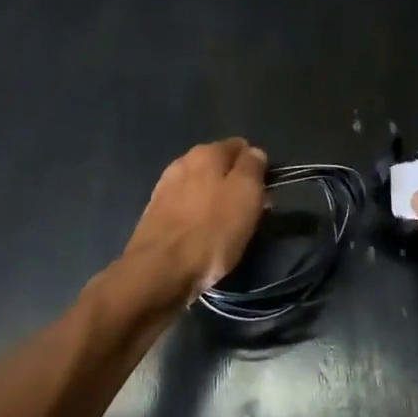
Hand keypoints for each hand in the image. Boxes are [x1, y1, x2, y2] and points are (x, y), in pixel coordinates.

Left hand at [123, 138, 268, 300]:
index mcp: (207, 152)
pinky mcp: (154, 213)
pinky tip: (201, 236)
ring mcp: (165, 187)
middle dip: (234, 184)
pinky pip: (185, 207)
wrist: (159, 270)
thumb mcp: (246, 195)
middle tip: (248, 213)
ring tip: (225, 229)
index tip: (263, 192)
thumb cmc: (211, 231)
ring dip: (214, 201)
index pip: (240, 146)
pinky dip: (196, 216)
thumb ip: (253, 167)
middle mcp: (183, 161)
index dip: (255, 166)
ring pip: (201, 187)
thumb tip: (254, 153)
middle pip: (218, 166)